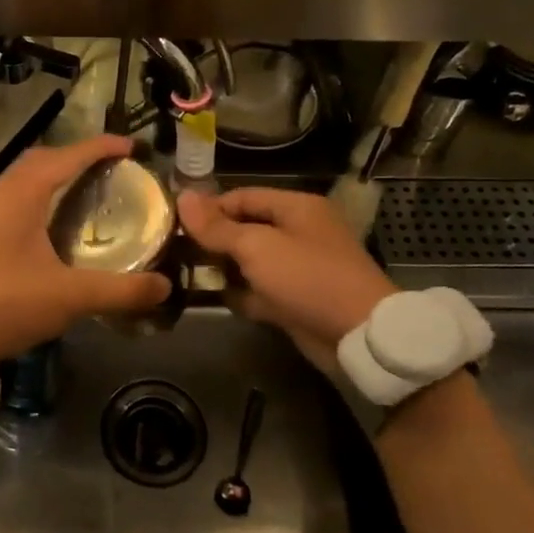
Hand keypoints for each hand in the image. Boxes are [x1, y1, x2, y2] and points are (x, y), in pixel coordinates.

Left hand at [0, 134, 172, 357]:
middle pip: (40, 161)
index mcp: (21, 197)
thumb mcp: (69, 297)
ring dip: (52, 177)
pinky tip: (48, 227)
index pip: (66, 157)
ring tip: (81, 192)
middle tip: (107, 169)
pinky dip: (36, 199)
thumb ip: (120, 290)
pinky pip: (10, 201)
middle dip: (74, 157)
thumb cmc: (6, 305)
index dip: (99, 147)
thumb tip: (164, 287)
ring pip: (21, 181)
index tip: (130, 146)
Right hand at [177, 187, 395, 356]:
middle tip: (176, 251)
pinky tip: (213, 298)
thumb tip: (182, 197)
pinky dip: (241, 293)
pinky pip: (261, 290)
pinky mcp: (297, 299)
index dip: (209, 208)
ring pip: (252, 261)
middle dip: (214, 239)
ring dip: (224, 268)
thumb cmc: (306, 277)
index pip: (242, 197)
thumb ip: (217, 226)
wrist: (357, 335)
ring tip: (185, 274)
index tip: (176, 223)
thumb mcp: (256, 246)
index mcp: (296, 207)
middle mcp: (299, 232)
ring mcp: (299, 268)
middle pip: (246, 228)